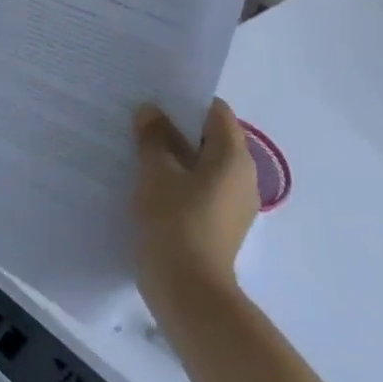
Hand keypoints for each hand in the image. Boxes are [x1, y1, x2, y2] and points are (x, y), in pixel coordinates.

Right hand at [132, 98, 258, 313]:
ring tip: (139, 148)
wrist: (187, 286)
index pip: (217, 113)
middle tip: (141, 119)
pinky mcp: (219, 223)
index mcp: (233, 158)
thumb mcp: (155, 172)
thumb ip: (154, 137)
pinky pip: (200, 187)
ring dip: (176, 154)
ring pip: (204, 164)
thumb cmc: (174, 220)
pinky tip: (149, 181)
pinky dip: (179, 178)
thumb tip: (151, 111)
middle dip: (178, 127)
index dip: (187, 100)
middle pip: (212, 138)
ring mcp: (233, 203)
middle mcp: (243, 177)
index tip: (155, 96)